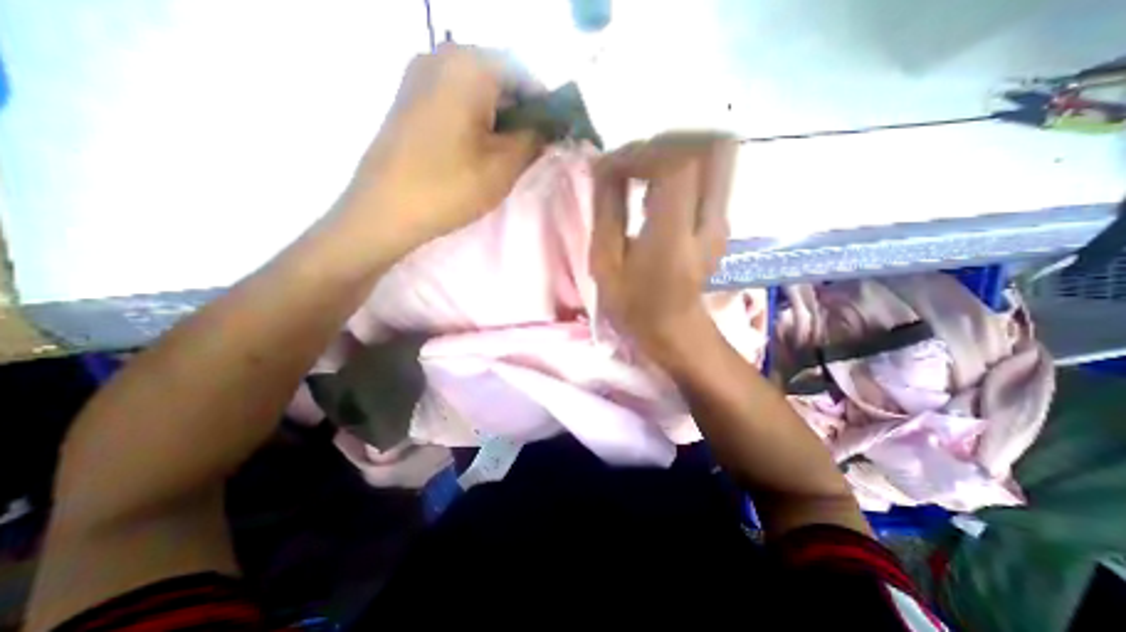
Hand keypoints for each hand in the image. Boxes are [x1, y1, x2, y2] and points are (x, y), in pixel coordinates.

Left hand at [350, 42, 548, 247]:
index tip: (555, 136)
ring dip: (500, 118)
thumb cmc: (449, 187)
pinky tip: (479, 150)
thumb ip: (534, 140)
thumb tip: (550, 129)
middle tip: (532, 150)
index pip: (525, 74)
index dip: (546, 106)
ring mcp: (420, 74)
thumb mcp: (503, 167)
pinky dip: (476, 119)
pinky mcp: (410, 98)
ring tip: (506, 154)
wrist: (384, 210)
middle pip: (500, 78)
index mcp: (469, 65)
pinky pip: (456, 98)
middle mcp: (441, 55)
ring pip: (478, 89)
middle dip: (522, 113)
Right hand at [591, 134, 740, 370]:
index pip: (677, 165)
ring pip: (718, 154)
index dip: (643, 153)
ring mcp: (721, 220)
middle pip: (714, 146)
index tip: (613, 167)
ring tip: (643, 174)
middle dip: (670, 141)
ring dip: (678, 151)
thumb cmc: (633, 304)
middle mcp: (708, 222)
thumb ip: (606, 210)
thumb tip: (604, 166)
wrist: (672, 328)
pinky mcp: (721, 220)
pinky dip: (684, 166)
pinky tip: (657, 189)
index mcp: (673, 239)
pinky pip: (712, 173)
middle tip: (635, 160)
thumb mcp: (605, 263)